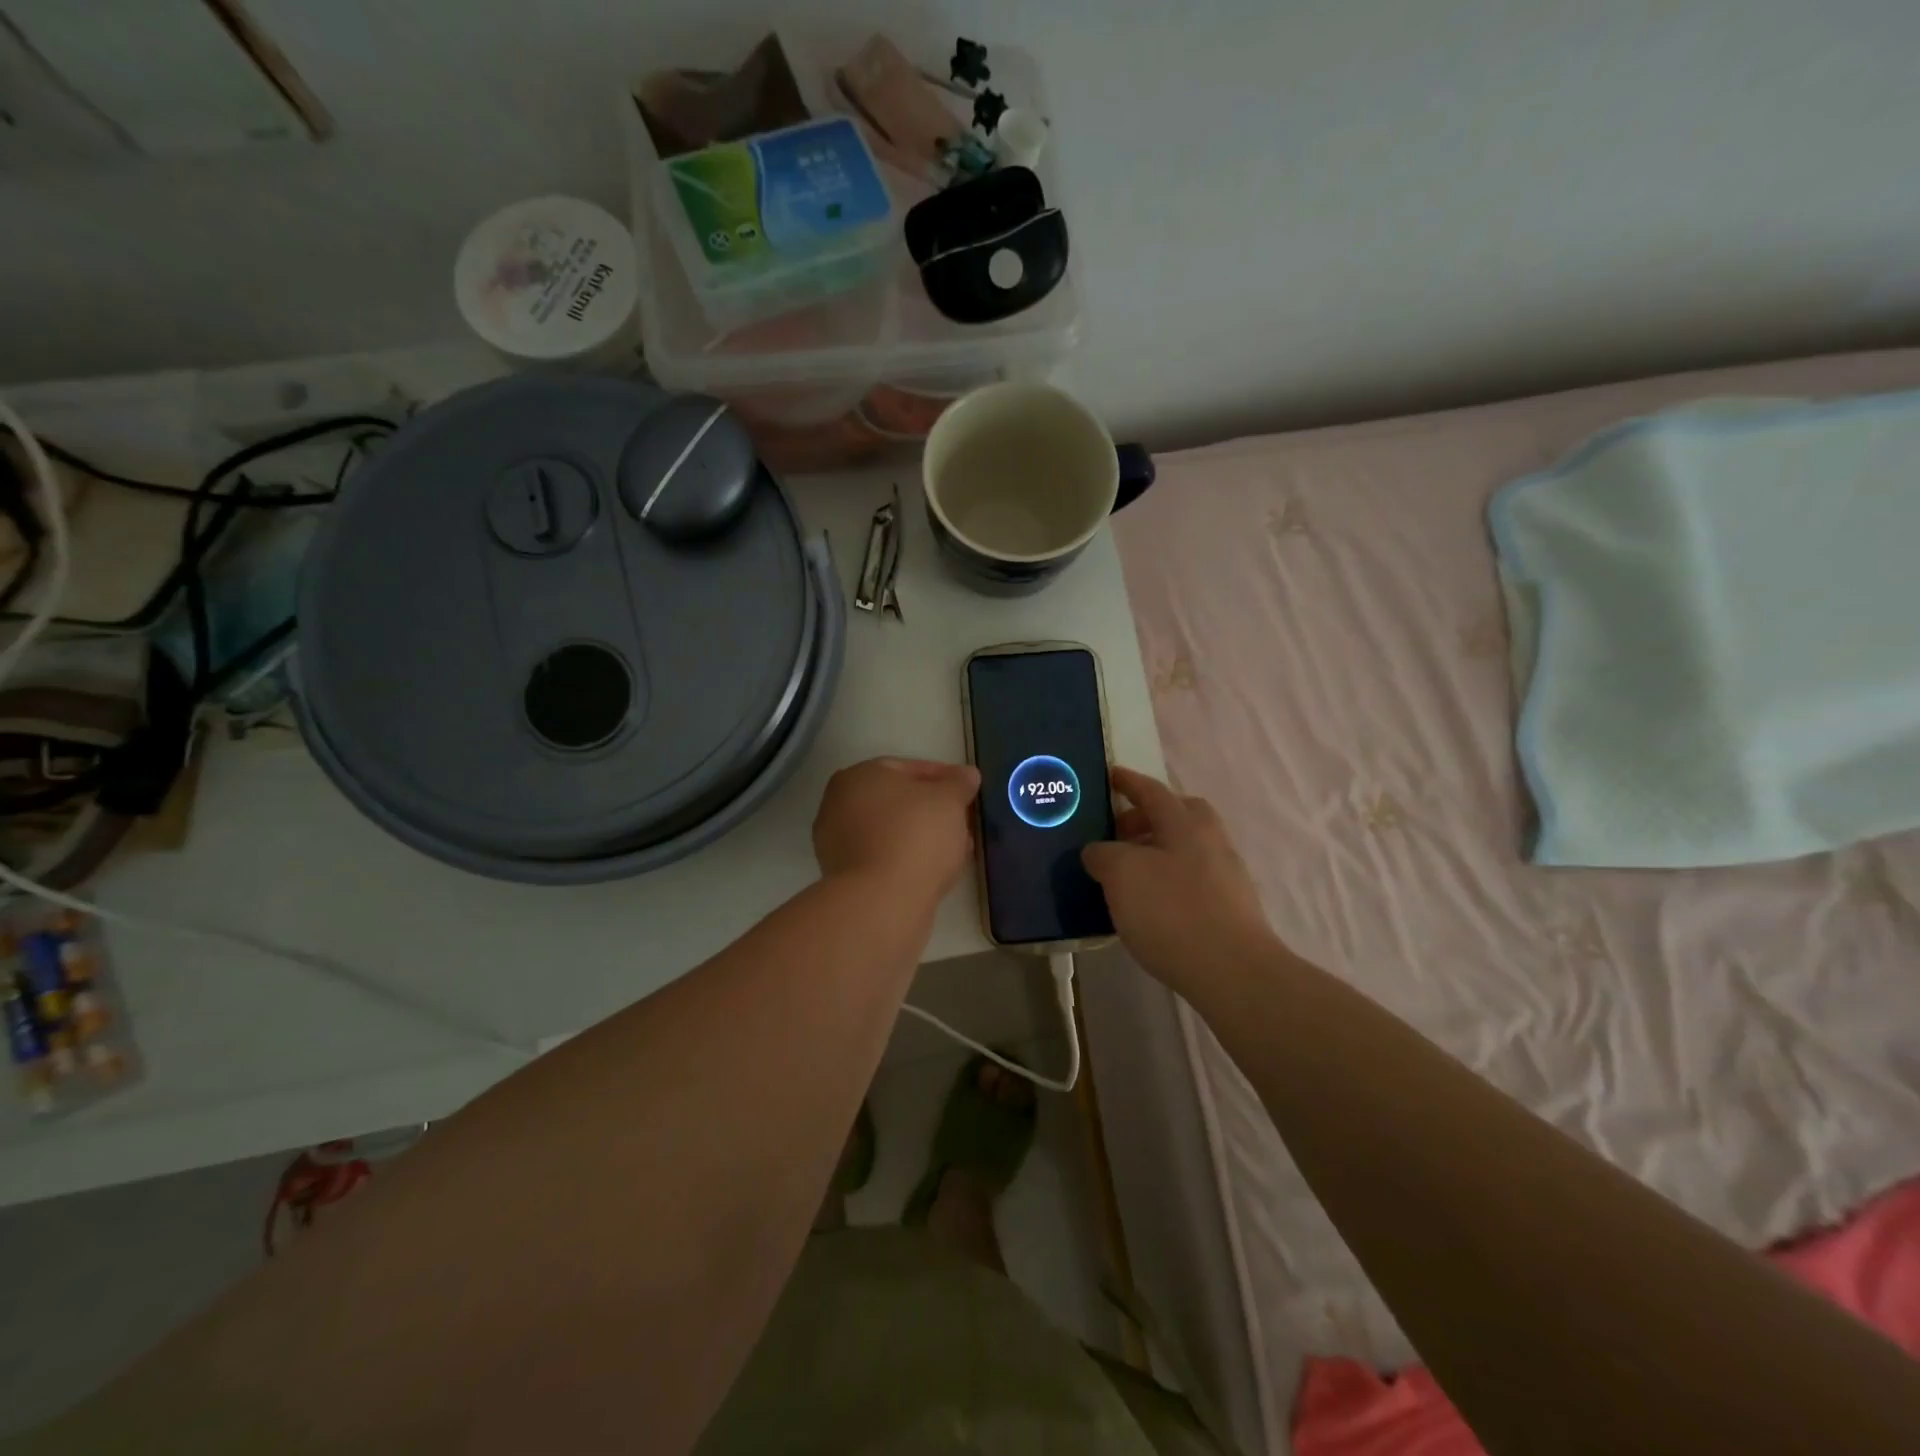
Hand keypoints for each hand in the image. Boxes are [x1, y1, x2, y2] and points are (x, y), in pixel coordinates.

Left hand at [814, 758, 980, 904]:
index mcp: (858, 777)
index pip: (906, 768)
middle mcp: (839, 805)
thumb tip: (967, 775)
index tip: (967, 789)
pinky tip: (938, 868)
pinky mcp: (846, 878)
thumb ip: (959, 783)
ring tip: (958, 846)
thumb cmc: (916, 835)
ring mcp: (838, 844)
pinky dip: (910, 858)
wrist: (883, 901)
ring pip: (892, 831)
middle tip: (964, 818)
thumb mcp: (949, 799)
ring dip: (925, 835)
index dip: (943, 776)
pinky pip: (886, 858)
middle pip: (897, 801)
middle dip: (933, 809)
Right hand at [1083, 768, 1277, 992]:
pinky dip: (1168, 880)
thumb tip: (1099, 852)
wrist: (1233, 971)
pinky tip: (1149, 906)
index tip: (1110, 776)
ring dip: (1156, 853)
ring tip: (1126, 876)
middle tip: (1117, 834)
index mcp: (1185, 822)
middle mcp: (1210, 840)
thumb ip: (1103, 854)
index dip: (1128, 782)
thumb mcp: (1121, 875)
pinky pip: (1191, 879)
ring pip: (1185, 849)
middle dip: (1147, 818)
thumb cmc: (1172, 911)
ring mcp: (1226, 875)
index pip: (1151, 791)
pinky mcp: (1230, 908)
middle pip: (1178, 816)